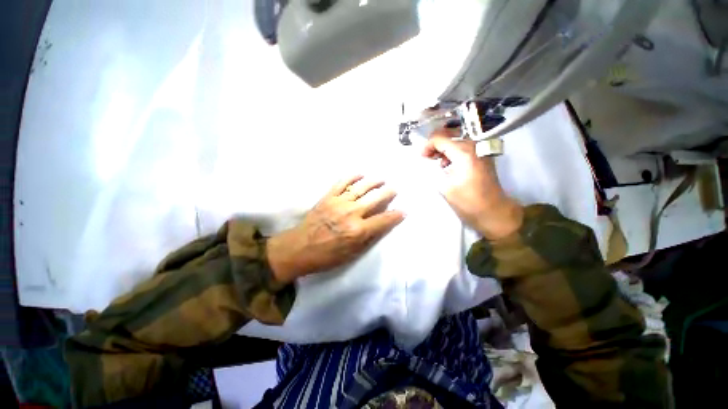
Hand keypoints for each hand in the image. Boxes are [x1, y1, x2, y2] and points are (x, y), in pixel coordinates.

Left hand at [266, 176, 404, 283]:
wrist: (299, 248)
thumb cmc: (327, 256)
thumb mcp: (352, 254)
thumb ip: (369, 238)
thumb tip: (383, 225)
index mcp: (358, 231)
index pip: (383, 220)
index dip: (396, 215)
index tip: (403, 211)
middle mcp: (351, 213)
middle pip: (375, 199)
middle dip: (388, 193)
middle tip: (394, 189)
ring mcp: (339, 203)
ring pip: (361, 188)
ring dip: (374, 182)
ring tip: (381, 179)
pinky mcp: (328, 197)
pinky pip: (342, 182)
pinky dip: (352, 176)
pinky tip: (360, 174)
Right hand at [422, 129, 522, 239]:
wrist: (493, 211)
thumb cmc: (468, 201)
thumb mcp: (445, 186)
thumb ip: (433, 171)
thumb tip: (425, 164)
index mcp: (464, 153)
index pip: (440, 139)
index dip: (427, 146)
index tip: (421, 157)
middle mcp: (474, 146)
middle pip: (449, 137)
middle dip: (435, 146)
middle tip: (427, 158)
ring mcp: (481, 150)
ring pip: (457, 141)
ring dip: (444, 149)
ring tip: (436, 162)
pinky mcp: (483, 157)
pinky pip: (464, 148)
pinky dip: (453, 152)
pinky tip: (448, 164)